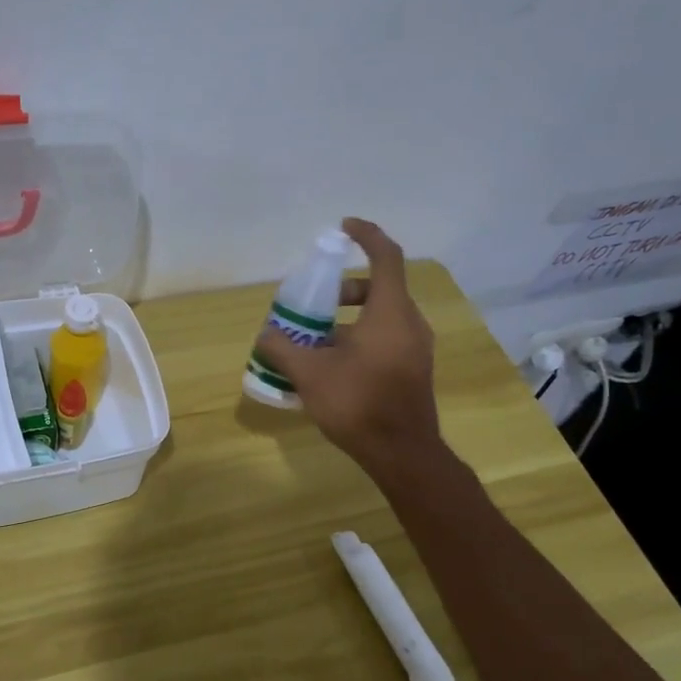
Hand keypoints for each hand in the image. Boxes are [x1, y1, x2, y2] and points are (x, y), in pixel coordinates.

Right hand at [255, 217, 441, 476]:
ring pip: (381, 315)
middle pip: (378, 288)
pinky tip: (331, 363)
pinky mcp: (413, 368)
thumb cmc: (357, 403)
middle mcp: (409, 323)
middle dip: (343, 288)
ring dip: (348, 317)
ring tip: (314, 338)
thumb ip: (283, 348)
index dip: (366, 235)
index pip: (385, 256)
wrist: (401, 452)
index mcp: (390, 312)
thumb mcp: (310, 374)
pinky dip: (359, 337)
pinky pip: (386, 337)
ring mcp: (415, 347)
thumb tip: (265, 335)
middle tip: (313, 302)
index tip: (343, 228)